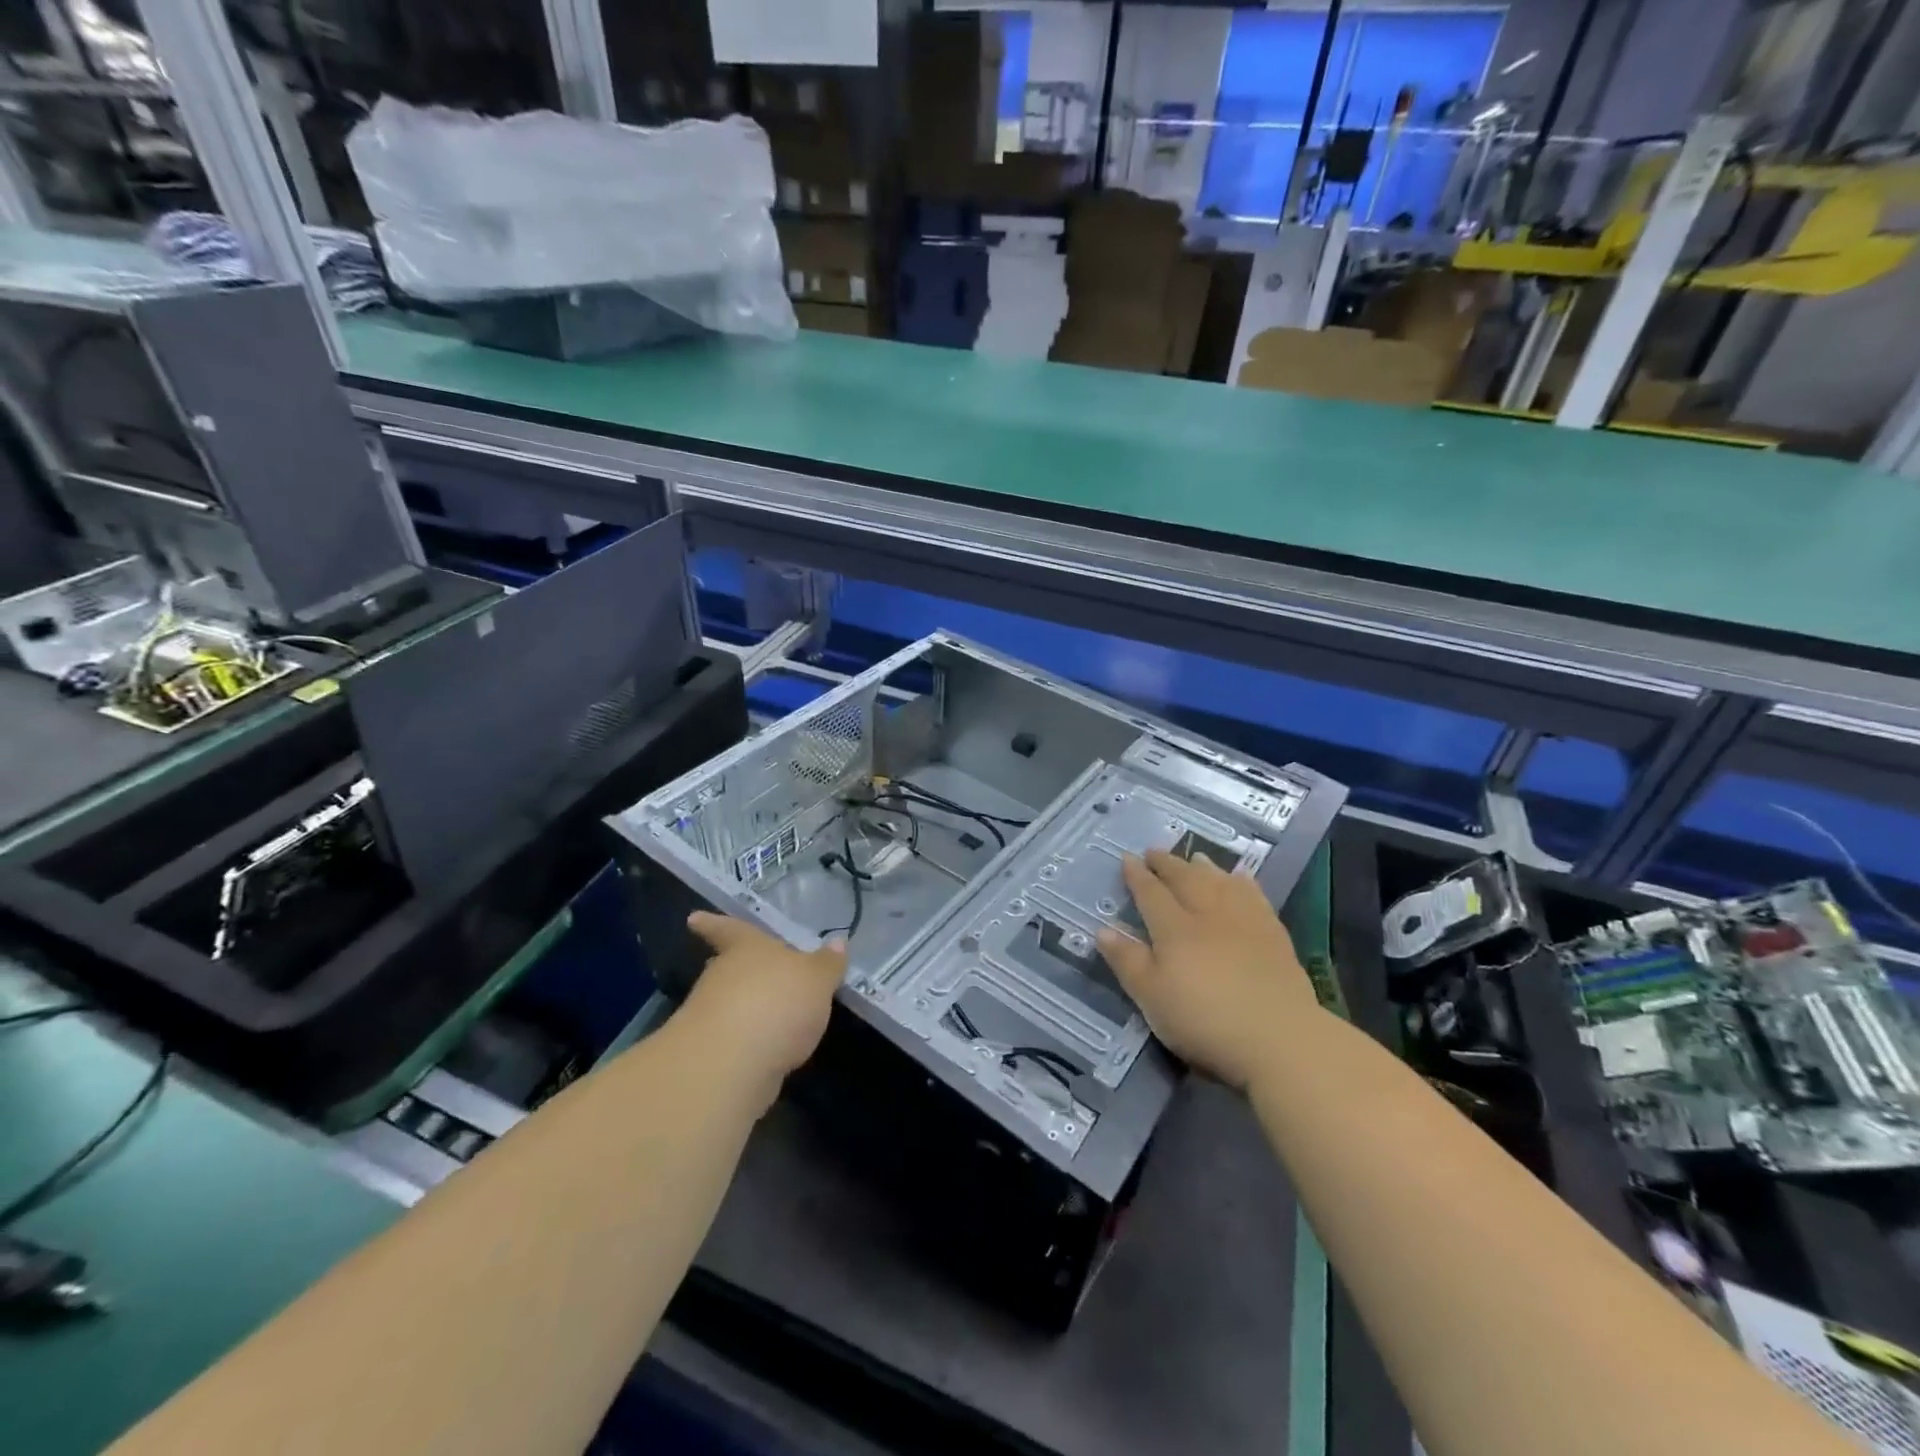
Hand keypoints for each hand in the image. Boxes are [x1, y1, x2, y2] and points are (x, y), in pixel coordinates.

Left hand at [679, 913, 847, 1105]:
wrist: (730, 1065)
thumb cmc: (776, 1002)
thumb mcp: (816, 979)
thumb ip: (827, 964)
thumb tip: (838, 943)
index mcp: (746, 948)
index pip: (729, 929)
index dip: (713, 924)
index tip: (693, 918)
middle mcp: (722, 976)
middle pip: (726, 967)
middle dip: (737, 970)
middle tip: (752, 971)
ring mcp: (711, 1017)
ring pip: (728, 1003)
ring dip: (745, 1007)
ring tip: (774, 1016)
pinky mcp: (712, 1055)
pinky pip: (735, 1038)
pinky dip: (749, 1040)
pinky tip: (770, 1048)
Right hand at [1097, 851, 1320, 1091]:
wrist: (1279, 1037)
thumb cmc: (1204, 1020)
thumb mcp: (1151, 998)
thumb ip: (1127, 961)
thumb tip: (1103, 929)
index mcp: (1174, 928)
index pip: (1150, 893)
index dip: (1137, 876)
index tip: (1127, 858)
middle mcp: (1207, 914)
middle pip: (1185, 879)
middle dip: (1167, 863)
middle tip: (1154, 851)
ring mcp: (1244, 921)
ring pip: (1220, 882)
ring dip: (1204, 867)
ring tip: (1195, 858)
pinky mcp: (1274, 934)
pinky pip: (1255, 896)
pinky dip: (1243, 883)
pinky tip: (1241, 879)